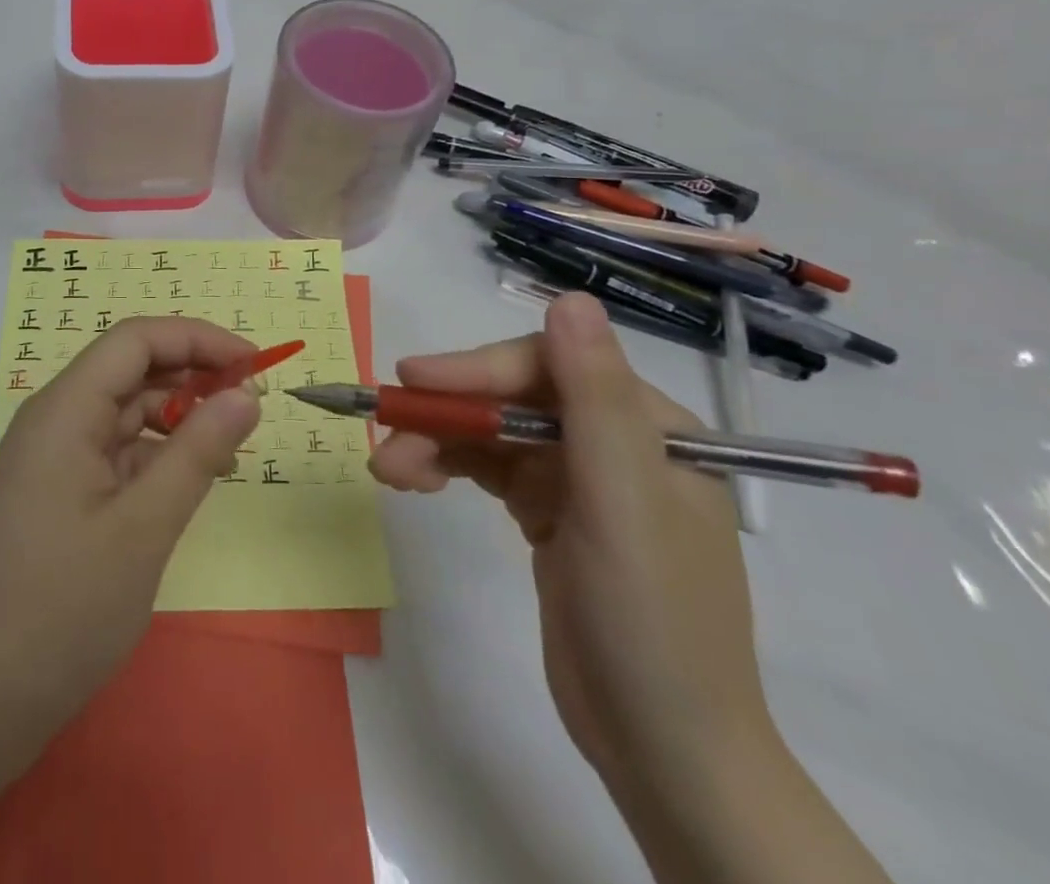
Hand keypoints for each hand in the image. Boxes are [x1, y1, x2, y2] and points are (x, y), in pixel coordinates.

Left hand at [0, 317, 261, 740]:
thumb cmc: (59, 610)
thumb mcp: (142, 529)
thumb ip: (198, 453)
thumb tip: (247, 395)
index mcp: (65, 410)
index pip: (136, 340)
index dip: (197, 339)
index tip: (253, 364)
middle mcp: (55, 421)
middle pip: (129, 370)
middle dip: (192, 375)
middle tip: (250, 405)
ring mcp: (52, 459)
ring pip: (124, 412)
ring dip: (177, 417)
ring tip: (227, 446)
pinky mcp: (56, 494)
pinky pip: (114, 452)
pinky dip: (156, 455)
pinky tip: (187, 480)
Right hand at [371, 294, 775, 801]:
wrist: (663, 751)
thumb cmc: (651, 623)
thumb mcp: (623, 506)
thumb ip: (595, 399)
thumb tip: (570, 298)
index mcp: (647, 426)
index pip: (546, 367)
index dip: (476, 369)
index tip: (412, 381)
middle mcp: (613, 440)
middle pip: (511, 398)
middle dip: (448, 416)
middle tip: (386, 435)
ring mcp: (579, 478)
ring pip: (492, 433)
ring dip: (437, 444)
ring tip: (388, 473)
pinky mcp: (549, 513)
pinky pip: (489, 469)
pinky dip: (449, 469)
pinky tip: (416, 482)